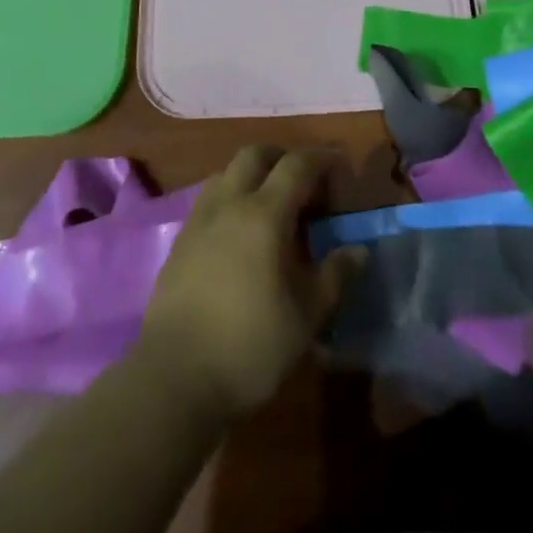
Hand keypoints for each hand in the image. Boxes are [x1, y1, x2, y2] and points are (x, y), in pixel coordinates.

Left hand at [137, 146, 355, 417]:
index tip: (340, 165)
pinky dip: (229, 198)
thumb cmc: (249, 345)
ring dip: (251, 174)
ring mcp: (199, 220)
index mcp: (264, 214)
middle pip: (255, 155)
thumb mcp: (305, 316)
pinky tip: (237, 232)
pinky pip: (208, 200)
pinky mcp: (179, 242)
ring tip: (269, 203)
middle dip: (282, 157)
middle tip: (304, 180)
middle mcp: (229, 204)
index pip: (297, 166)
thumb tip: (358, 250)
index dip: (322, 159)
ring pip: (226, 173)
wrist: (174, 377)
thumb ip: (334, 276)